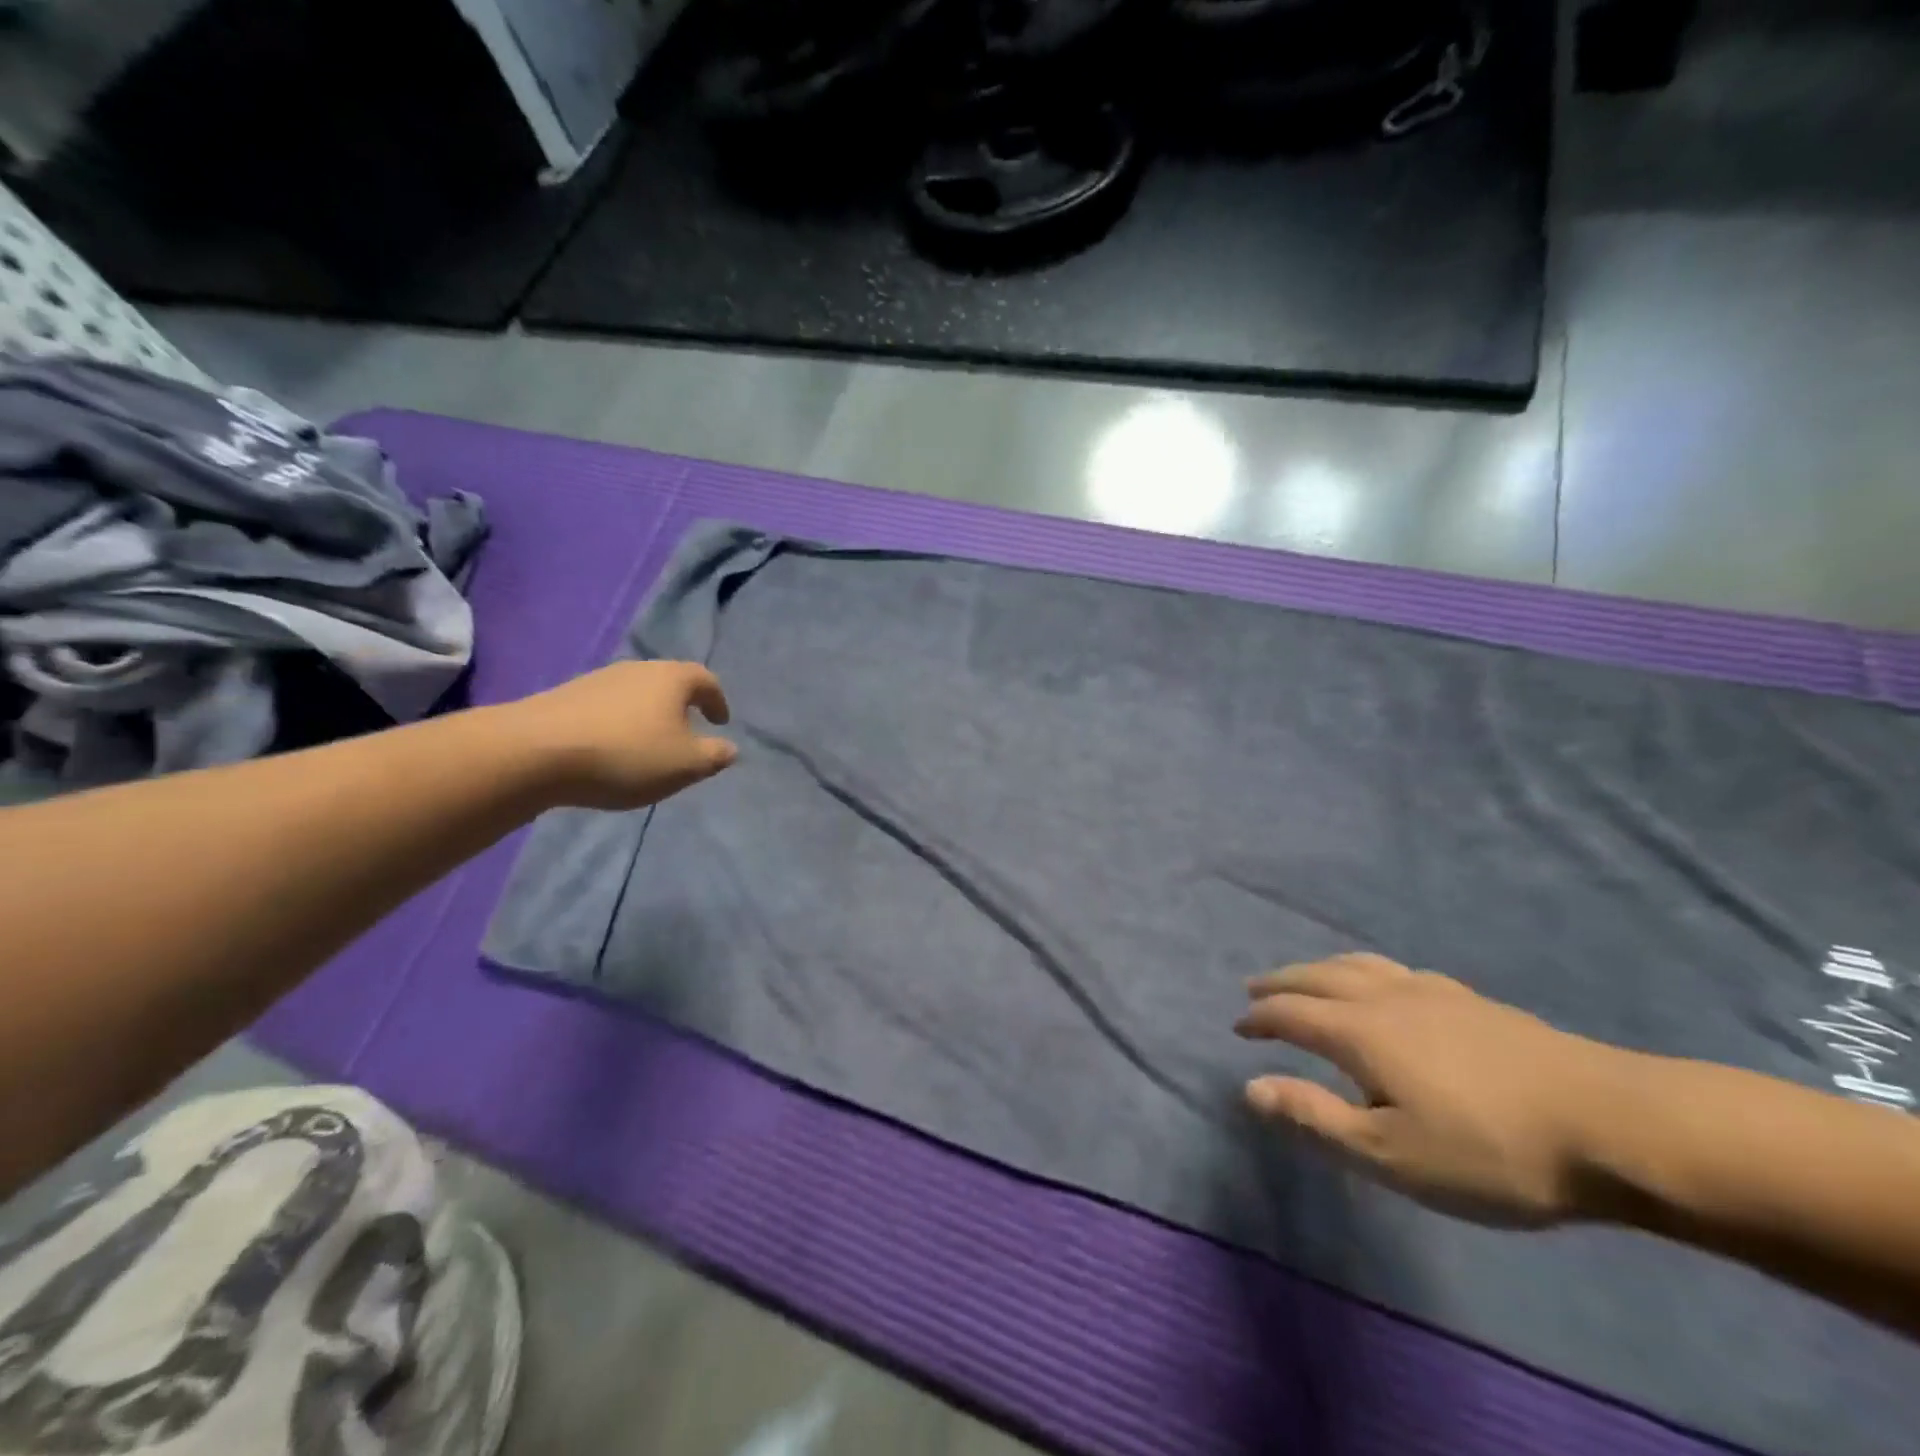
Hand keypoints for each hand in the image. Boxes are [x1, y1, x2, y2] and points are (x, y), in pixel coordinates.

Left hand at [508, 660, 738, 810]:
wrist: (534, 752)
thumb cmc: (626, 754)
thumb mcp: (685, 765)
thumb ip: (714, 756)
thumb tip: (729, 748)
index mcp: (672, 678)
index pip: (706, 680)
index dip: (718, 701)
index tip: (720, 722)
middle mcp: (637, 669)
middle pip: (669, 683)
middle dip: (681, 706)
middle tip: (687, 732)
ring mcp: (597, 680)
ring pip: (635, 694)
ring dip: (648, 716)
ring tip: (648, 745)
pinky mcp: (565, 697)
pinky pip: (606, 708)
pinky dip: (618, 724)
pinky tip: (611, 749)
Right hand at [1236, 953, 1628, 1226]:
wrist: (1614, 1125)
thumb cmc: (1491, 1150)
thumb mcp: (1392, 1153)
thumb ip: (1316, 1117)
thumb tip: (1250, 1087)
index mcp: (1359, 1031)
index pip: (1290, 1013)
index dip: (1259, 1019)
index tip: (1237, 1028)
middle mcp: (1386, 997)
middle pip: (1318, 976)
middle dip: (1280, 982)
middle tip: (1254, 989)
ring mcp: (1432, 992)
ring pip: (1359, 965)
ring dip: (1320, 968)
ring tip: (1307, 976)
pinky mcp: (1471, 1000)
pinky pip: (1397, 969)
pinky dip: (1367, 970)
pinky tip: (1385, 984)